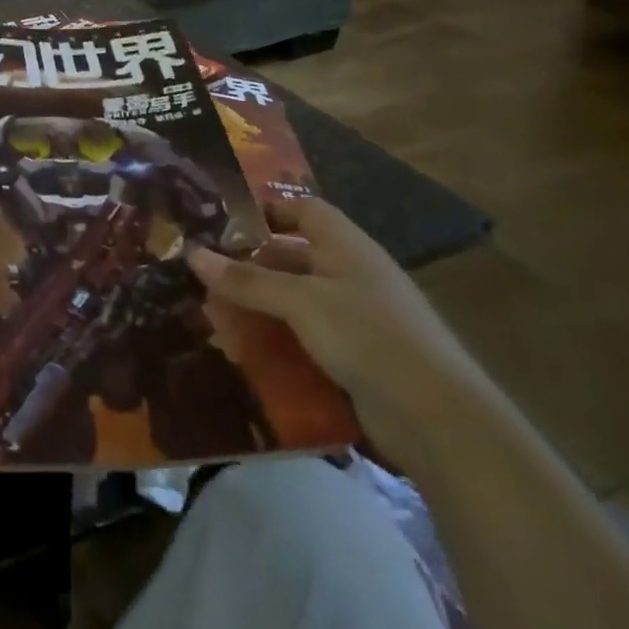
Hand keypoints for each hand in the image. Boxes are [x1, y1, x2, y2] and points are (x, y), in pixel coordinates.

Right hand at [184, 196, 485, 457]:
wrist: (437, 418)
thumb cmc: (367, 336)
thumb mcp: (300, 301)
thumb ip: (246, 279)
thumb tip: (192, 252)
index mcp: (346, 247)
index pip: (303, 210)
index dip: (266, 211)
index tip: (221, 225)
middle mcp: (352, 275)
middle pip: (293, 257)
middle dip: (250, 266)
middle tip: (203, 276)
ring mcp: (356, 318)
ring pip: (295, 300)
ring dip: (259, 306)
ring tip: (214, 315)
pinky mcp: (355, 356)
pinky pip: (305, 337)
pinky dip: (276, 339)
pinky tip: (244, 351)